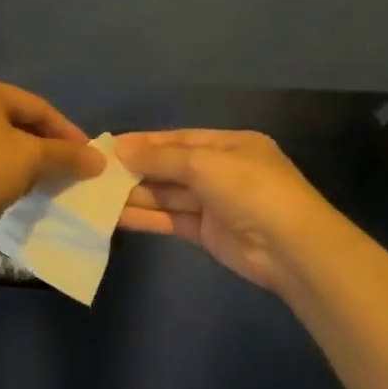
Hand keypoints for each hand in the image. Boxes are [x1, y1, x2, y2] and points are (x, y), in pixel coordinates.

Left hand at [0, 74, 105, 244]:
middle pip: (14, 118)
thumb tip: (98, 160)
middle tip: (66, 166)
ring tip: (42, 175)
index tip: (87, 155)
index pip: (36, 106)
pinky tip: (10, 180)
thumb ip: (66, 155)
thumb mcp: (31, 160)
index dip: (66, 132)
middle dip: (43, 143)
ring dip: (21, 153)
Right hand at [116, 129, 337, 296]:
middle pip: (171, 167)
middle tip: (97, 172)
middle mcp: (221, 171)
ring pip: (168, 194)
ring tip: (98, 195)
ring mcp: (214, 203)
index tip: (109, 147)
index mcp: (229, 145)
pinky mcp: (207, 233)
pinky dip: (146, 217)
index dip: (144, 143)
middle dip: (137, 169)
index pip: (178, 140)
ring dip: (136, 195)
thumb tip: (121, 149)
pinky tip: (117, 216)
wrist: (290, 248)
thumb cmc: (250, 190)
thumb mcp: (204, 164)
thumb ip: (161, 158)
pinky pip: (171, 219)